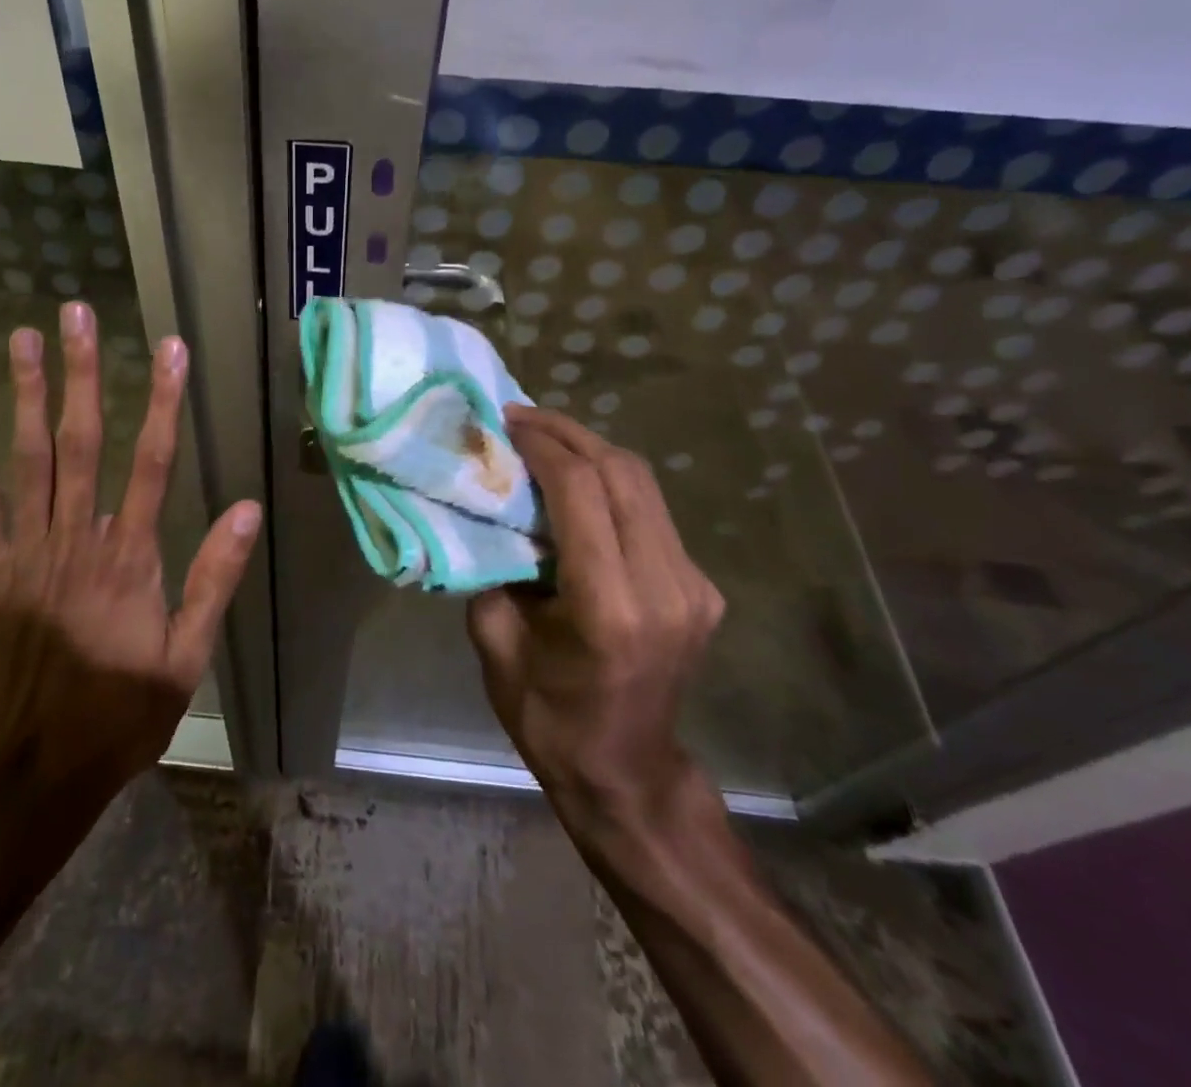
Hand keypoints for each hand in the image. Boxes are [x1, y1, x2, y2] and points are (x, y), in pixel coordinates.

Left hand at [0, 301, 262, 799]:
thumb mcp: (187, 657)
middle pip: (82, 442)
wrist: (33, 769)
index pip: (154, 462)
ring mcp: (25, 552)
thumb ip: (214, 579)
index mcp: (131, 559)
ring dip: (27, 395)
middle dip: (82, 374)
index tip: (169, 348)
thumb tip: (249, 509)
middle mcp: (77, 540)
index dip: (164, 401)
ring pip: (28, 459)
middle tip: (76, 314)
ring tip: (24, 338)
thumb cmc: (120, 715)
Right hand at [467, 406, 723, 842]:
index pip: (582, 491)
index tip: (507, 422)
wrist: (626, 772)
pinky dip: (611, 484)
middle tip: (522, 418)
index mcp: (610, 606)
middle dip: (569, 434)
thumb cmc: (548, 716)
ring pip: (644, 485)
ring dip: (592, 451)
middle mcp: (665, 587)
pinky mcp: (701, 588)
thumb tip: (489, 511)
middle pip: (622, 474)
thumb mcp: (496, 641)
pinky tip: (577, 483)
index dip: (543, 445)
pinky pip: (652, 514)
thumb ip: (493, 568)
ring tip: (544, 439)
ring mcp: (693, 587)